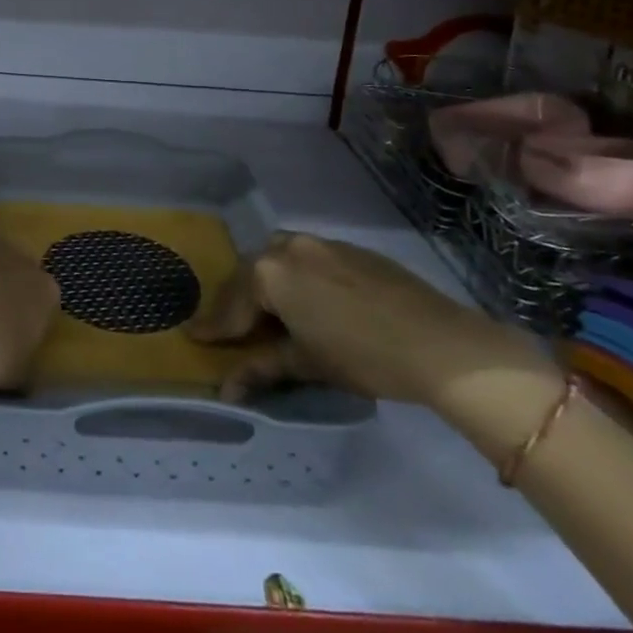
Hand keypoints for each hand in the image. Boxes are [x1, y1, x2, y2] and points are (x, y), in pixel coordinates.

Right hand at [188, 233, 552, 407]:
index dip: (214, 326)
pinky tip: (309, 301)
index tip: (194, 336)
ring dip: (267, 283)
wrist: (438, 341)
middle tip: (231, 327)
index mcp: (270, 273)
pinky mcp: (349, 248)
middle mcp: (288, 247)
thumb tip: (226, 389)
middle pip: (251, 273)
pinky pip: (307, 257)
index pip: (232, 303)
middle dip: (239, 300)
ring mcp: (320, 243)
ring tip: (268, 312)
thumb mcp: (306, 363)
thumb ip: (262, 369)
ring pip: (278, 258)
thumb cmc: (362, 356)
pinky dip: (296, 276)